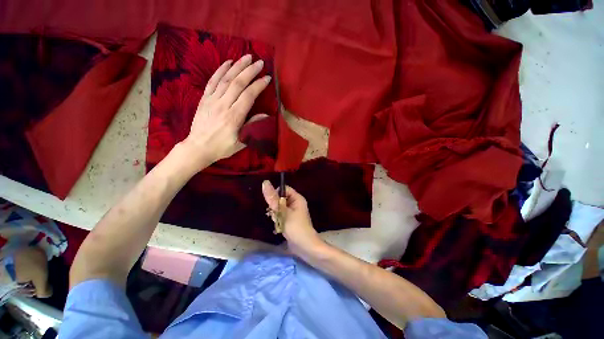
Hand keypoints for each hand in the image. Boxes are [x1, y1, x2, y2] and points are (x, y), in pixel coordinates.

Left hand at [181, 54, 271, 168]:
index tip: (267, 78)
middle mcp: (223, 105)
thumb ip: (252, 127)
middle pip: (238, 83)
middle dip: (250, 71)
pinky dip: (220, 70)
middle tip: (260, 62)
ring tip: (247, 57)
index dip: (258, 85)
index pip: (248, 96)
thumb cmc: (222, 147)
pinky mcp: (204, 99)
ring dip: (237, 66)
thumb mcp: (241, 142)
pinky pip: (212, 81)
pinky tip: (228, 62)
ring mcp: (212, 100)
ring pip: (226, 79)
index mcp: (234, 117)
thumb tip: (265, 115)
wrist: (198, 147)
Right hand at [261, 181, 326, 257]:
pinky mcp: (290, 220)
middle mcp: (296, 203)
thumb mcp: (282, 212)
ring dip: (275, 214)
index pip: (284, 189)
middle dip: (275, 206)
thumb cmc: (295, 227)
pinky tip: (278, 226)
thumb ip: (273, 198)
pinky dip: (278, 219)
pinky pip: (281, 215)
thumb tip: (265, 182)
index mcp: (297, 198)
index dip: (276, 193)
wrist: (304, 247)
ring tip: (277, 221)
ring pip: (279, 207)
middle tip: (274, 214)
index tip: (271, 202)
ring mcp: (293, 212)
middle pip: (280, 198)